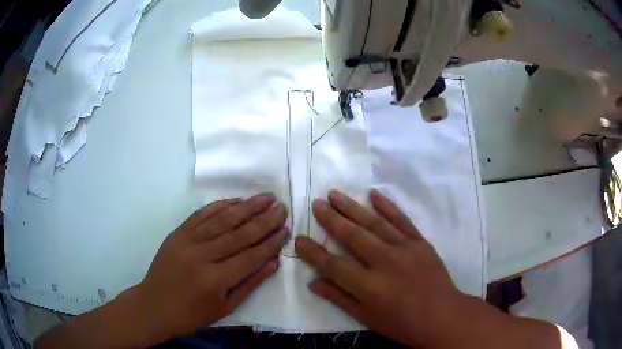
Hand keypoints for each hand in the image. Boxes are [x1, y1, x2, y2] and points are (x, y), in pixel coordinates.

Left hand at [131, 193, 288, 343]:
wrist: (154, 305)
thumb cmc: (192, 314)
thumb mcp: (225, 308)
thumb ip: (250, 284)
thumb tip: (273, 262)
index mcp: (215, 280)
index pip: (250, 257)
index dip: (270, 243)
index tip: (286, 229)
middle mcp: (201, 256)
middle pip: (238, 234)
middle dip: (264, 220)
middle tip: (282, 208)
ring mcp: (187, 241)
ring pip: (221, 220)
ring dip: (246, 207)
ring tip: (266, 197)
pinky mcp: (177, 233)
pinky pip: (201, 214)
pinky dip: (220, 205)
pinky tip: (236, 200)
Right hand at [295, 189, 462, 347]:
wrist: (441, 315)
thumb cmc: (401, 323)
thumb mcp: (366, 318)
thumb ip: (339, 298)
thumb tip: (313, 283)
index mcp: (369, 286)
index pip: (333, 265)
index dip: (313, 252)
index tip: (299, 238)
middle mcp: (384, 263)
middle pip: (352, 236)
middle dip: (331, 219)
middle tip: (316, 204)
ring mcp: (404, 249)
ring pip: (374, 223)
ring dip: (352, 207)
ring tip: (334, 194)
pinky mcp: (420, 242)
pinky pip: (402, 220)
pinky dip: (387, 206)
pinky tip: (374, 194)